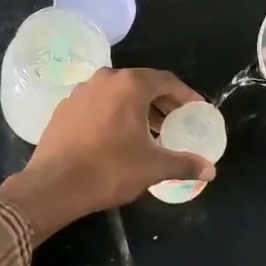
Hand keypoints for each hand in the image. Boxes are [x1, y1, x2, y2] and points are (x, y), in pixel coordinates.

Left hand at [0, 68, 213, 239]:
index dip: (185, 95)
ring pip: (117, 94)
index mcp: (129, 85)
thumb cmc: (109, 170)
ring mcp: (80, 92)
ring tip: (149, 133)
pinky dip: (113, 115)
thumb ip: (184, 163)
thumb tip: (211, 170)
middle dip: (161, 102)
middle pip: (141, 84)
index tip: (197, 110)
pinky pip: (97, 105)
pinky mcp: (63, 109)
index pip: (166, 81)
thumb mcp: (153, 167)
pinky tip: (117, 138)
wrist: (54, 186)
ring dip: (136, 109)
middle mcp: (104, 80)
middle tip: (175, 123)